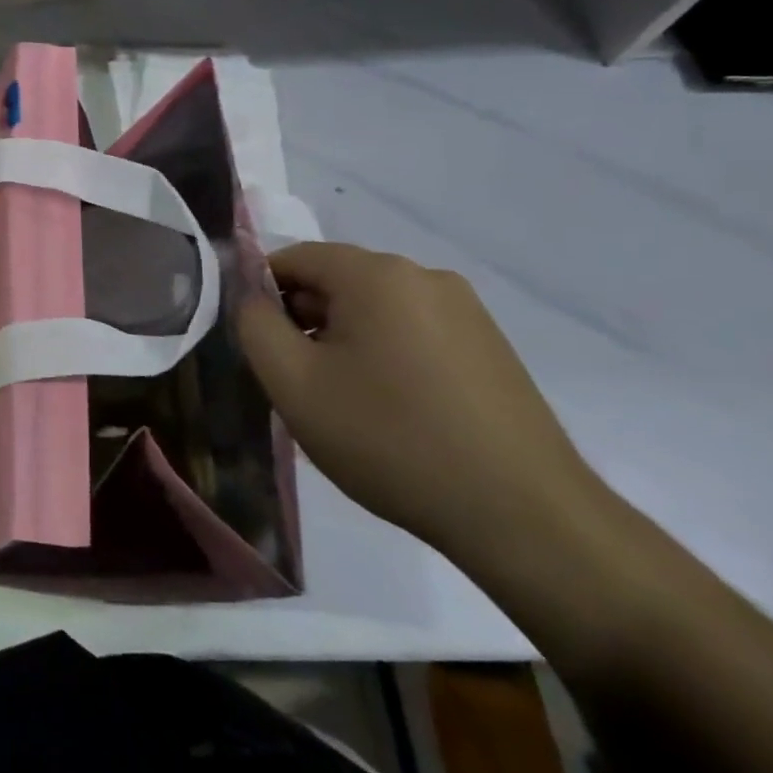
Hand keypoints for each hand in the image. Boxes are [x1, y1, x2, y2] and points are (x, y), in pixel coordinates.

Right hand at [235, 242, 604, 563]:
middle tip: (297, 382)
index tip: (258, 346)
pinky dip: (385, 356)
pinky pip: (412, 332)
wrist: (521, 514)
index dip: (261, 295)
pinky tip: (390, 410)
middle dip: (304, 321)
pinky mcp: (490, 345)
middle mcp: (424, 276)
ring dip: (343, 341)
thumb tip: (251, 297)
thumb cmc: (389, 439)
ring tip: (343, 403)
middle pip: (336, 281)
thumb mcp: (293, 383)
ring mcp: (466, 311)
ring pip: (374, 309)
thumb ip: (254, 325)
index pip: (293, 258)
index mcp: (376, 274)